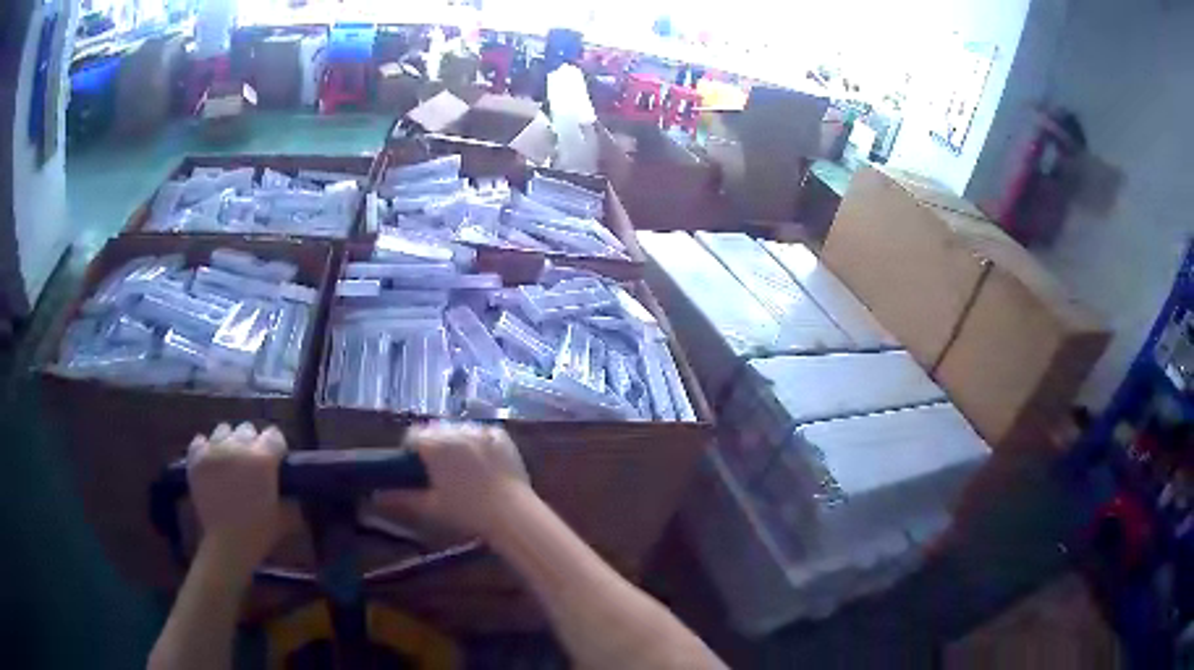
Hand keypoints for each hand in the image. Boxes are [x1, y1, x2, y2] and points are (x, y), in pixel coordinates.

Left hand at [187, 422, 291, 570]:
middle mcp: (239, 447)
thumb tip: (297, 489)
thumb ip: (292, 496)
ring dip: (228, 442)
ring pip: (223, 430)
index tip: (275, 461)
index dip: (276, 448)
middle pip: (247, 429)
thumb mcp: (286, 516)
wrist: (227, 544)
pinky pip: (200, 441)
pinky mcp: (197, 458)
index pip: (274, 435)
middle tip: (251, 464)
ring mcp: (215, 450)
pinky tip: (211, 462)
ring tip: (229, 460)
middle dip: (251, 443)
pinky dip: (206, 448)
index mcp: (263, 459)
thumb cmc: (260, 532)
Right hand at [379, 422, 530, 539]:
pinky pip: (483, 432)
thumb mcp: (430, 507)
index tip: (416, 468)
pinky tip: (483, 462)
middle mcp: (456, 431)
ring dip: (455, 441)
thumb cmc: (466, 512)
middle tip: (438, 470)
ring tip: (462, 466)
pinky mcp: (501, 436)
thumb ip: (401, 498)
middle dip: (433, 444)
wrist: (511, 513)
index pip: (413, 436)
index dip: (411, 451)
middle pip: (435, 430)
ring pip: (459, 429)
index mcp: (435, 445)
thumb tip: (375, 496)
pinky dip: (479, 442)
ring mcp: (481, 431)